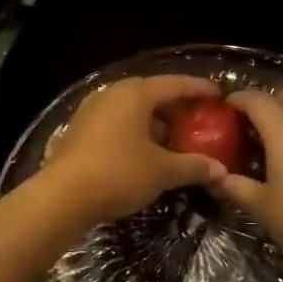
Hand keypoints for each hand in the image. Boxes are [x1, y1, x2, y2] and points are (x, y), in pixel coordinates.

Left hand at [41, 74, 227, 226]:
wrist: (62, 197)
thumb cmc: (118, 173)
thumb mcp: (162, 171)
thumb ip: (193, 166)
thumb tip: (221, 170)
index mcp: (135, 94)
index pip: (175, 84)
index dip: (199, 89)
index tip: (218, 94)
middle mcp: (112, 94)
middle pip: (152, 94)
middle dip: (176, 107)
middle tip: (198, 119)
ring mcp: (91, 111)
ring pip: (132, 110)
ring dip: (154, 122)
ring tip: (174, 139)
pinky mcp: (79, 131)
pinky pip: (116, 124)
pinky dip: (135, 133)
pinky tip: (146, 152)